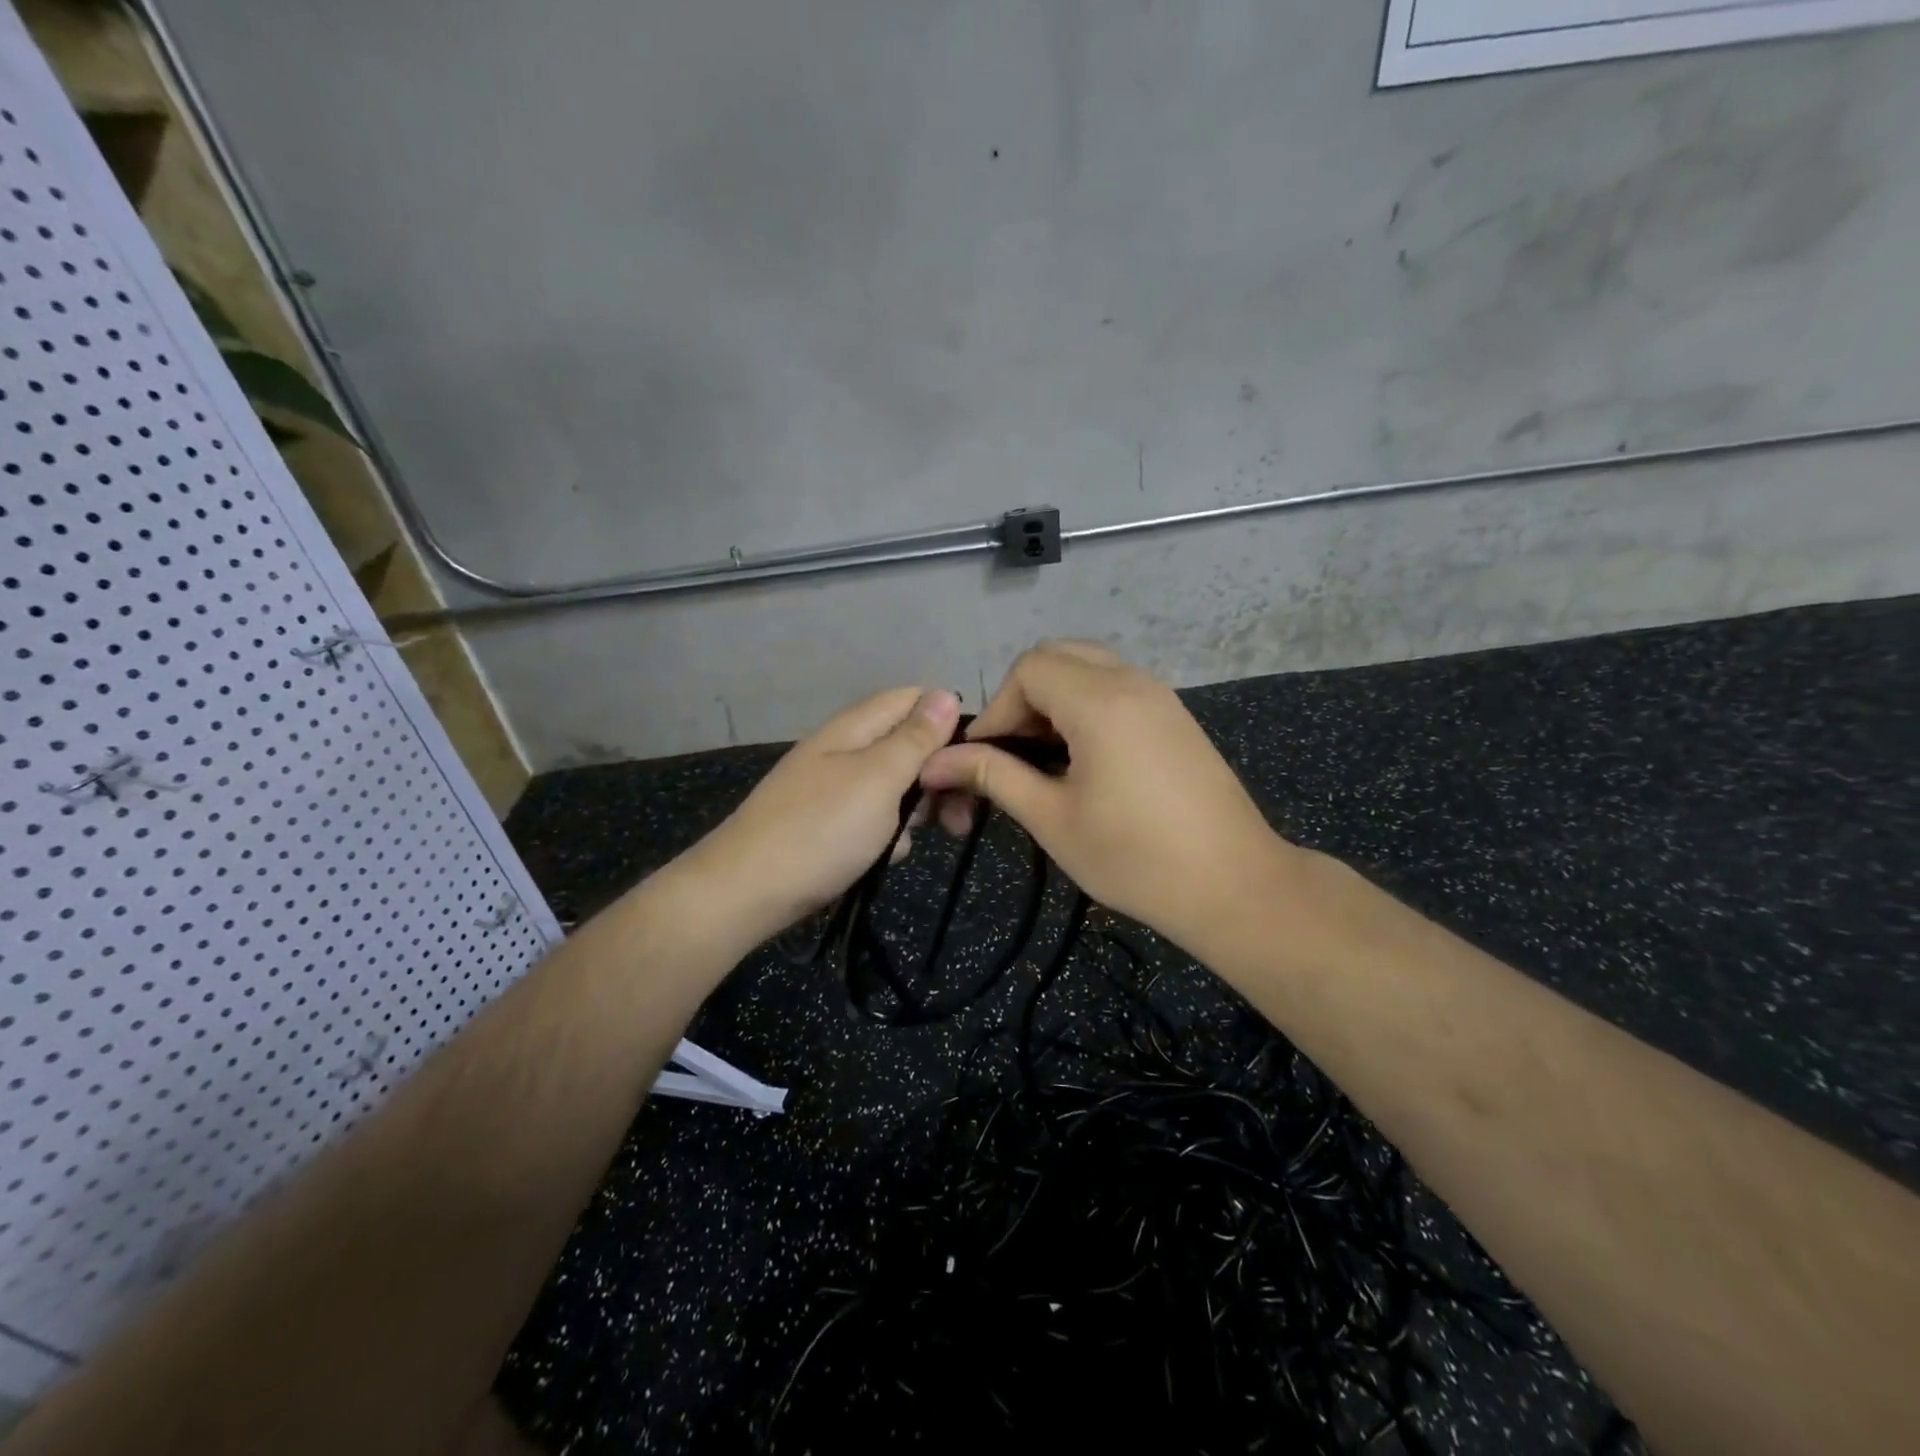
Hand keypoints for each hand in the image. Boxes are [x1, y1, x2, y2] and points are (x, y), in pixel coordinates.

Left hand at [681, 686, 960, 947]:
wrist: (745, 893)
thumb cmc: (821, 831)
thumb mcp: (878, 780)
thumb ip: (915, 739)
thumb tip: (946, 694)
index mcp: (855, 728)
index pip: (913, 699)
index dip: (947, 722)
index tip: (971, 761)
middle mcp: (845, 750)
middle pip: (907, 744)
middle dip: (937, 775)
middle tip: (958, 816)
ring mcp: (835, 788)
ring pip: (894, 786)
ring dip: (915, 810)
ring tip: (916, 840)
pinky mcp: (829, 823)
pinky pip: (873, 818)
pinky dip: (886, 835)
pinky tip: (884, 858)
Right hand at [920, 642, 1293, 956]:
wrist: (1234, 885)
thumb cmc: (1135, 857)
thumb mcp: (1052, 818)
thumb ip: (993, 777)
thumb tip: (937, 762)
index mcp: (1100, 701)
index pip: (1028, 668)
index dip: (996, 708)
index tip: (984, 758)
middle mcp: (1132, 681)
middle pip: (1058, 655)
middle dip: (1021, 696)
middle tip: (1011, 750)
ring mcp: (1161, 696)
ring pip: (1089, 667)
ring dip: (1054, 700)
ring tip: (1042, 757)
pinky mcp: (1175, 717)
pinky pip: (1117, 687)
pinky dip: (1085, 705)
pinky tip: (1083, 758)